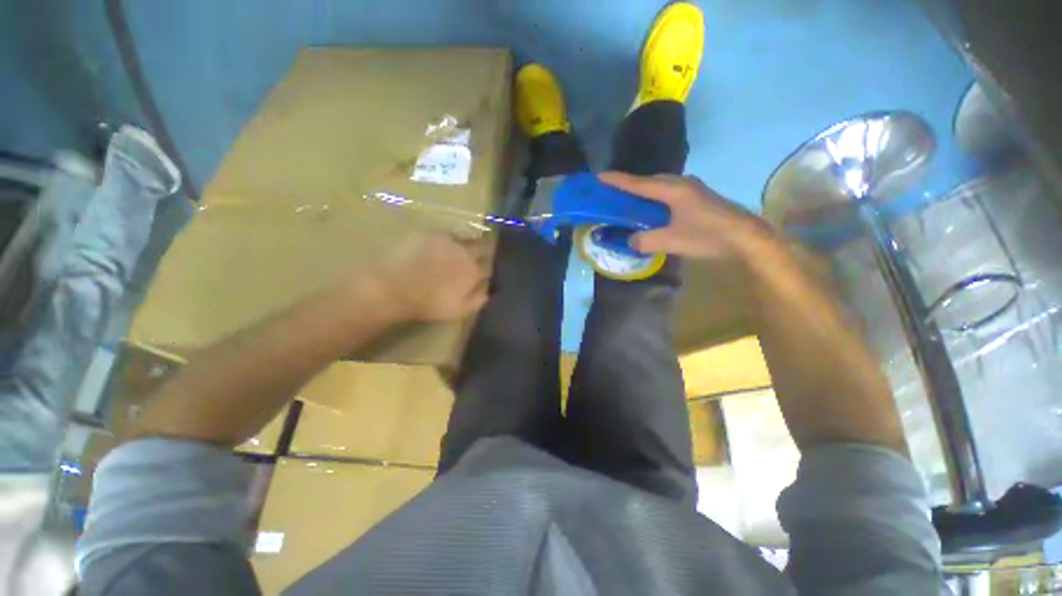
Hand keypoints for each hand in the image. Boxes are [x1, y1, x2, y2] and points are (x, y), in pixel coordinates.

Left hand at [377, 233, 491, 321]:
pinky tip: (442, 245)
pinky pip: (446, 233)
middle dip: (482, 251)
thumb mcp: (458, 310)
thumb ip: (477, 300)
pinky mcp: (429, 233)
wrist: (393, 287)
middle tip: (478, 256)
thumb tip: (488, 291)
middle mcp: (464, 252)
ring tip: (461, 250)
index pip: (488, 267)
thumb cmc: (428, 304)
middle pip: (481, 247)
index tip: (485, 273)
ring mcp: (446, 240)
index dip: (487, 270)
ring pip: (465, 238)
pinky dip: (449, 239)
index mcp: (473, 271)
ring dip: (467, 243)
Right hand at [599, 172, 781, 265]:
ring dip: (644, 191)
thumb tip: (630, 240)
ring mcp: (693, 189)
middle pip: (650, 180)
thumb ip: (645, 241)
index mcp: (673, 190)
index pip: (638, 183)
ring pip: (661, 185)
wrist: (746, 237)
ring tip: (631, 201)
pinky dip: (656, 198)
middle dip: (630, 185)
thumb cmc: (707, 236)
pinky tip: (654, 209)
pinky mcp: (699, 197)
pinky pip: (670, 192)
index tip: (600, 176)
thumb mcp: (671, 241)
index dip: (618, 180)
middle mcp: (682, 183)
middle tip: (613, 193)